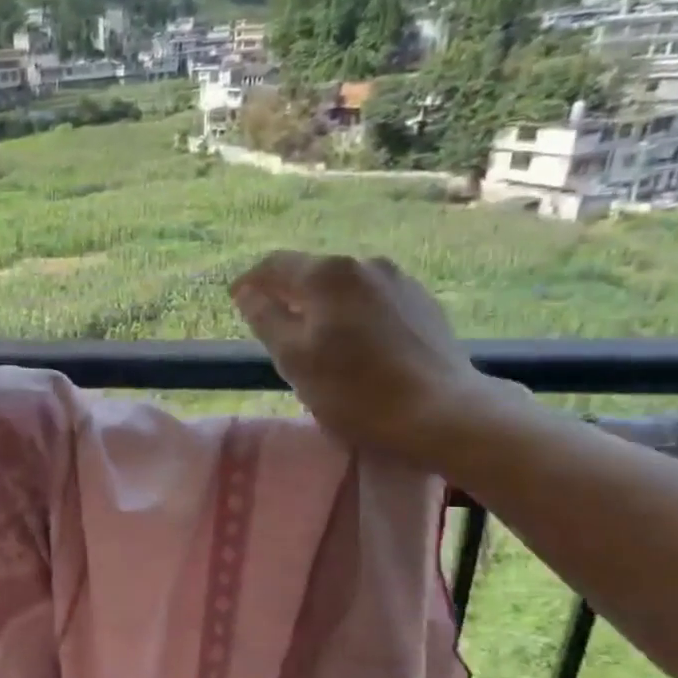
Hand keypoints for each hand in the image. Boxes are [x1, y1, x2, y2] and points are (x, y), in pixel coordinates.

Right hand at [230, 252, 498, 462]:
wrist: (441, 413)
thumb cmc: (354, 390)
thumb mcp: (293, 359)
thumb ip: (265, 319)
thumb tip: (247, 293)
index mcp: (328, 274)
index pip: (275, 264)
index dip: (250, 281)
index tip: (235, 301)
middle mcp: (365, 264)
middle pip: (312, 272)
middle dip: (287, 293)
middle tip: (270, 322)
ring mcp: (400, 282)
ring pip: (345, 288)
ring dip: (321, 305)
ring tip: (313, 336)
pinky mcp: (424, 305)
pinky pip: (373, 301)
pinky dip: (352, 315)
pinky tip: (353, 343)